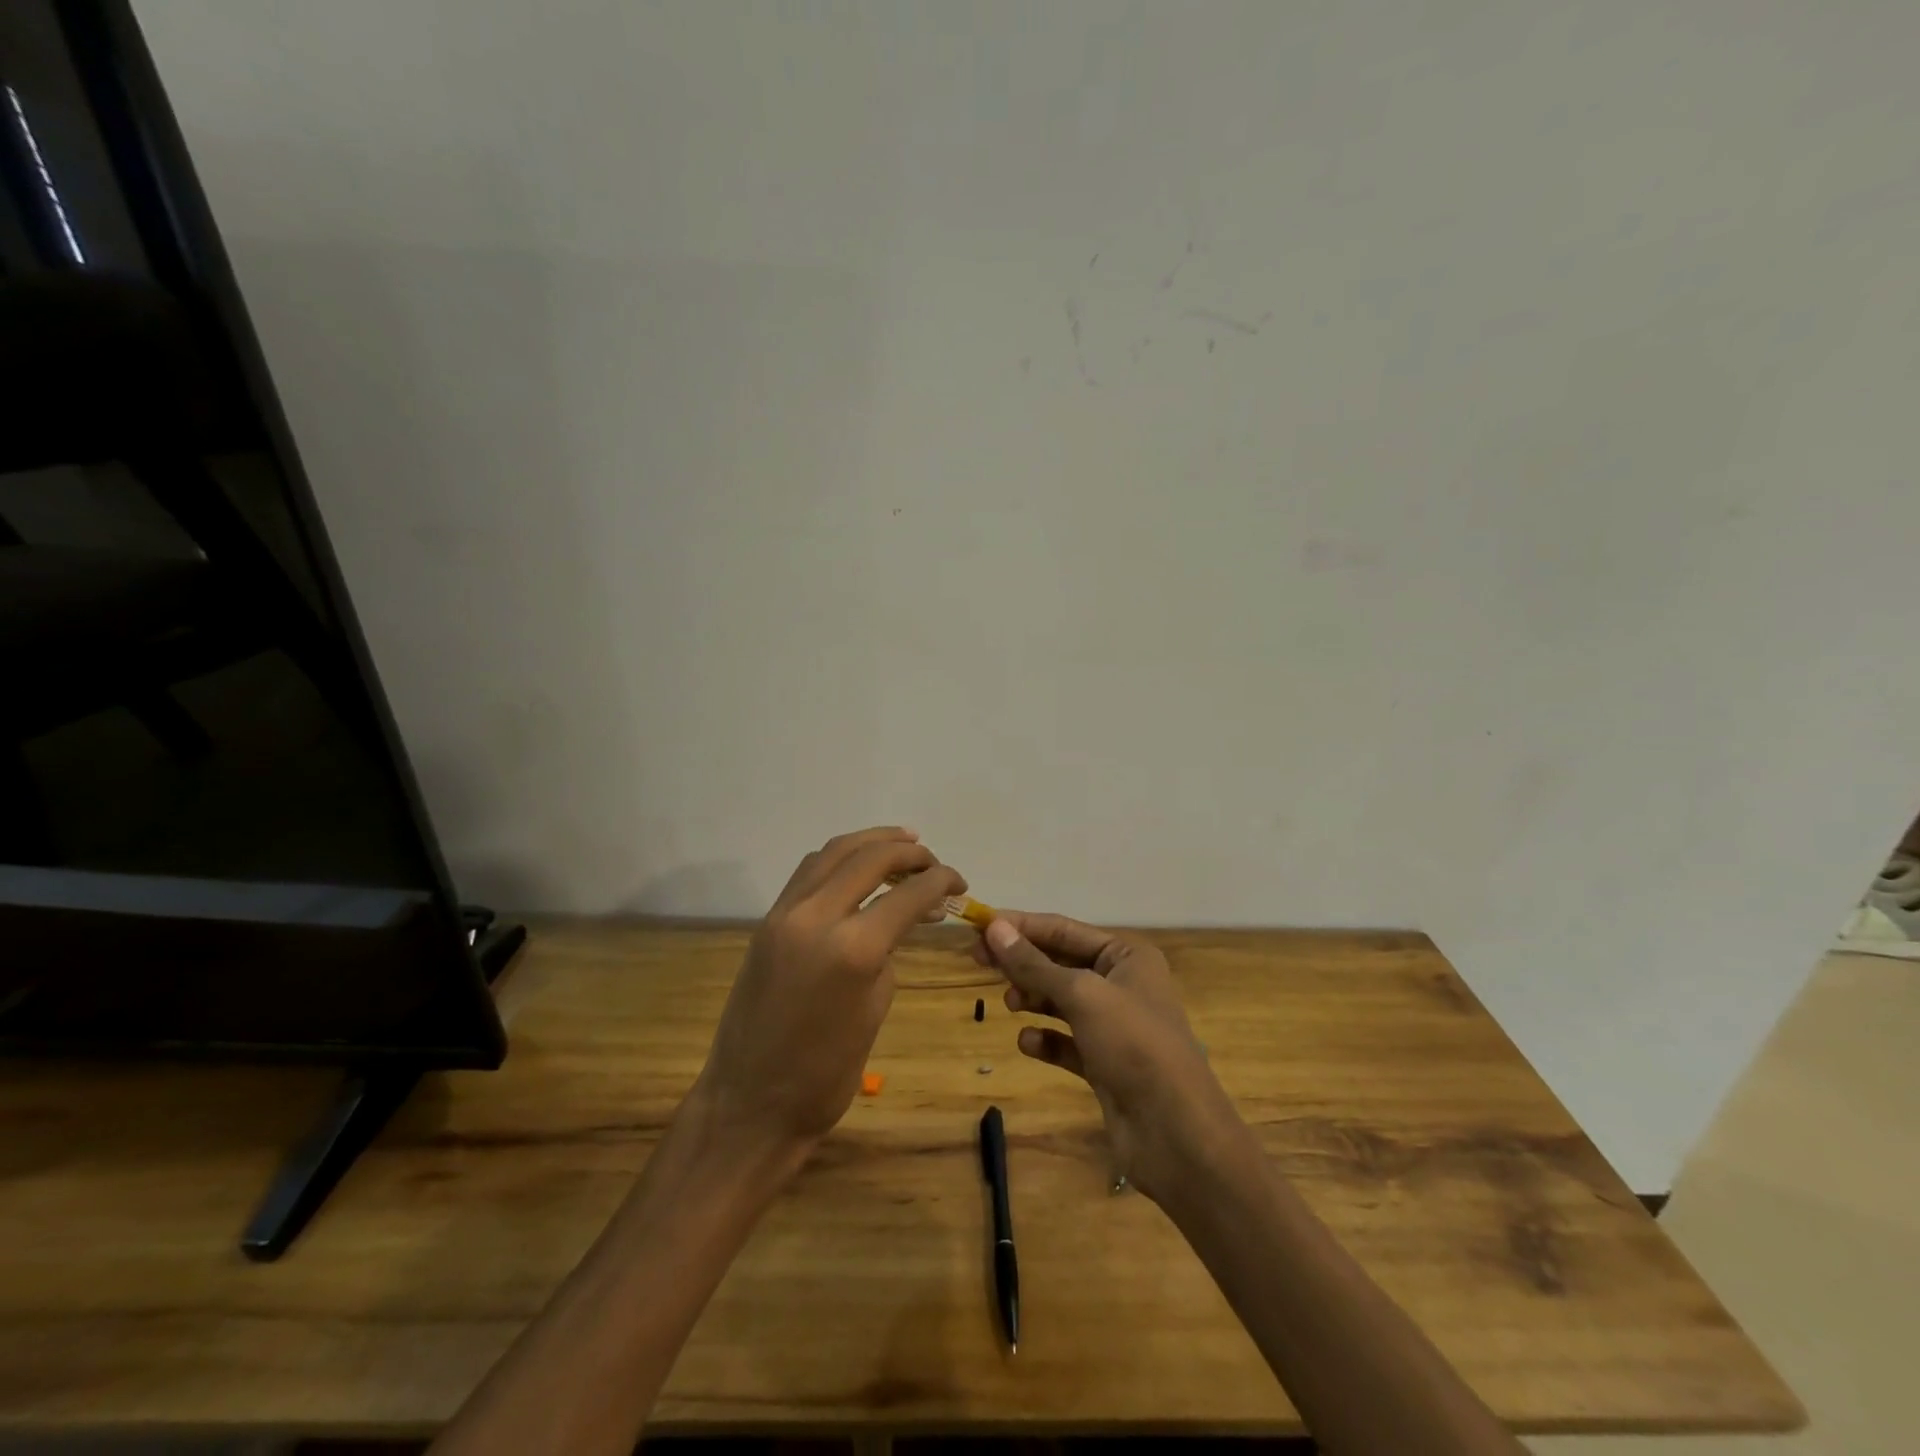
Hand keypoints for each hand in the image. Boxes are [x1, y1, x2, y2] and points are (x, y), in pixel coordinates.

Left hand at [690, 827, 964, 1163]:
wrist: (750, 1103)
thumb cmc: (826, 1073)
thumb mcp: (876, 1008)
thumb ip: (889, 951)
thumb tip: (902, 918)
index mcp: (853, 948)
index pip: (908, 893)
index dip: (941, 881)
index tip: (959, 883)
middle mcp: (816, 916)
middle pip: (870, 857)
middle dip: (909, 852)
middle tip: (933, 862)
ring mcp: (785, 913)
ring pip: (833, 852)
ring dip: (872, 842)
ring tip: (903, 843)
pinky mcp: (768, 920)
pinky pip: (809, 871)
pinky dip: (840, 859)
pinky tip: (859, 867)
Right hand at [979, 912, 1245, 1202]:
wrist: (1175, 1133)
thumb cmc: (1133, 1045)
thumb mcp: (1081, 995)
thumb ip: (1034, 963)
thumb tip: (994, 927)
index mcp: (1126, 955)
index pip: (1063, 929)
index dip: (1020, 925)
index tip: (978, 926)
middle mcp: (1121, 984)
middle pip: (1059, 962)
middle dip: (1022, 962)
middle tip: (977, 961)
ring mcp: (1114, 1026)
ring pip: (1061, 1000)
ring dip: (1033, 998)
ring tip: (1010, 1003)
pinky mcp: (1104, 1063)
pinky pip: (1066, 1041)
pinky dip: (1046, 1039)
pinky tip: (1028, 1043)